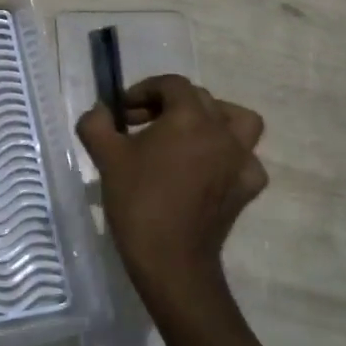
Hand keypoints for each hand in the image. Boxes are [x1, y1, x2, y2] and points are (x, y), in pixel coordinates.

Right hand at [76, 75, 267, 321]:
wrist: (172, 260)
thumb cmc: (138, 202)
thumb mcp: (106, 157)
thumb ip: (97, 124)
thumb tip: (100, 112)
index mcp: (189, 116)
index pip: (171, 84)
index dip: (144, 91)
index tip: (123, 113)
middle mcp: (222, 130)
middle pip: (200, 99)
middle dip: (168, 105)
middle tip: (142, 126)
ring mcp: (242, 159)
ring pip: (237, 121)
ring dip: (214, 120)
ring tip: (189, 135)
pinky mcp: (248, 187)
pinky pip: (244, 159)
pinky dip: (228, 157)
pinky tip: (208, 170)